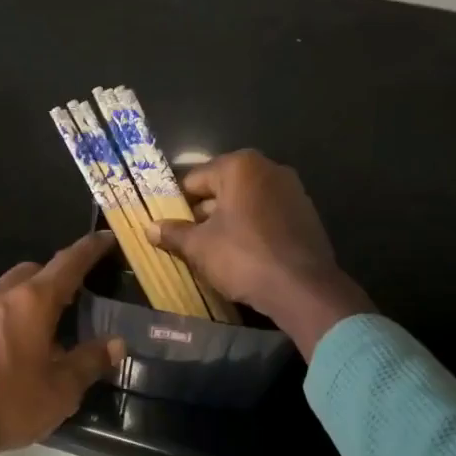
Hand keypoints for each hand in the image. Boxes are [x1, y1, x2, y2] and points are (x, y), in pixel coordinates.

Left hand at [0, 233, 124, 455]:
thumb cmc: (8, 403)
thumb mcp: (61, 389)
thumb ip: (89, 361)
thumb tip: (116, 343)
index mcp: (33, 301)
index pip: (68, 263)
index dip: (89, 249)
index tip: (104, 238)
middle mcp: (0, 293)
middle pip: (33, 271)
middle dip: (55, 277)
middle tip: (73, 297)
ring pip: (6, 288)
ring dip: (27, 296)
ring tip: (41, 326)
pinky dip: (3, 315)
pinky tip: (7, 344)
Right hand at [147, 149, 374, 353]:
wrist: (302, 289)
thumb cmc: (243, 257)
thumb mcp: (199, 246)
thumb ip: (173, 233)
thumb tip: (150, 228)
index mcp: (239, 166)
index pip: (194, 180)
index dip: (176, 203)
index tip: (168, 225)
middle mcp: (268, 169)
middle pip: (222, 189)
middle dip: (203, 213)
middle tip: (186, 240)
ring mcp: (292, 190)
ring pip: (245, 203)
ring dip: (227, 222)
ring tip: (211, 251)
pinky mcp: (305, 214)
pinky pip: (266, 216)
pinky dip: (251, 230)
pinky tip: (241, 255)